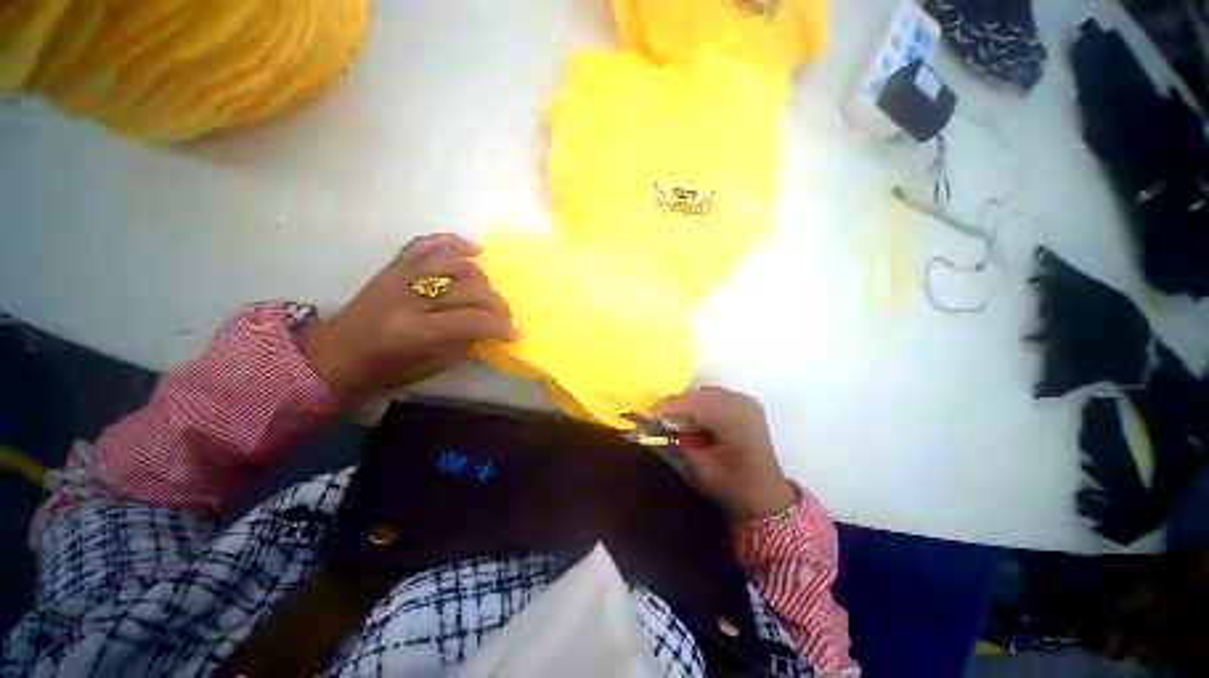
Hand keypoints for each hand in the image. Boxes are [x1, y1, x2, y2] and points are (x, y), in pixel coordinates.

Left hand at [301, 233, 516, 393]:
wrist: (336, 353)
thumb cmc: (385, 368)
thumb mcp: (432, 364)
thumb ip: (465, 341)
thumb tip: (490, 326)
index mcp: (416, 330)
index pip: (473, 320)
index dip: (499, 326)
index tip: (514, 334)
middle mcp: (409, 296)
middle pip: (469, 290)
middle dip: (496, 306)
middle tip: (504, 318)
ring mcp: (401, 276)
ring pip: (455, 265)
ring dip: (482, 280)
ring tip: (487, 295)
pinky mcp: (394, 266)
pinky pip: (426, 243)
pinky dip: (453, 242)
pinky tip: (474, 250)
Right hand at [654, 386, 796, 519]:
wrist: (767, 496)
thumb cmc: (734, 487)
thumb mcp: (701, 469)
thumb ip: (679, 442)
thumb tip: (659, 426)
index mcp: (734, 420)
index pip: (693, 404)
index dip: (667, 407)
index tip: (647, 415)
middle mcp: (741, 403)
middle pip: (698, 395)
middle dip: (676, 405)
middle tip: (658, 419)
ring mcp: (745, 401)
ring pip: (705, 394)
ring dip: (688, 404)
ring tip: (675, 420)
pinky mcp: (745, 404)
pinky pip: (714, 397)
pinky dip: (700, 405)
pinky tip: (695, 420)